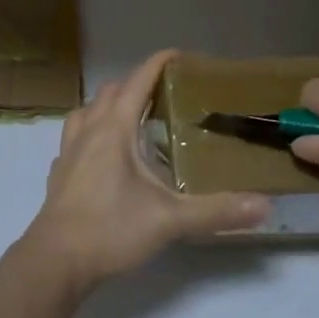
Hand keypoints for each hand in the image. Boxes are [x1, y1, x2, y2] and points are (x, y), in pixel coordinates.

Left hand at [26, 50, 269, 291]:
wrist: (55, 262)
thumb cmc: (110, 229)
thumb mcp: (169, 220)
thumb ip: (216, 211)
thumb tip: (264, 206)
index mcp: (114, 128)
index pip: (138, 80)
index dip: (159, 63)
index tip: (180, 56)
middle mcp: (89, 130)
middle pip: (112, 90)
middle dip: (137, 84)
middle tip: (166, 96)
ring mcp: (69, 150)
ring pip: (88, 110)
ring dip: (110, 105)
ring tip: (132, 120)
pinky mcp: (59, 172)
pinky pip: (75, 136)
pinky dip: (92, 132)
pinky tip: (104, 154)